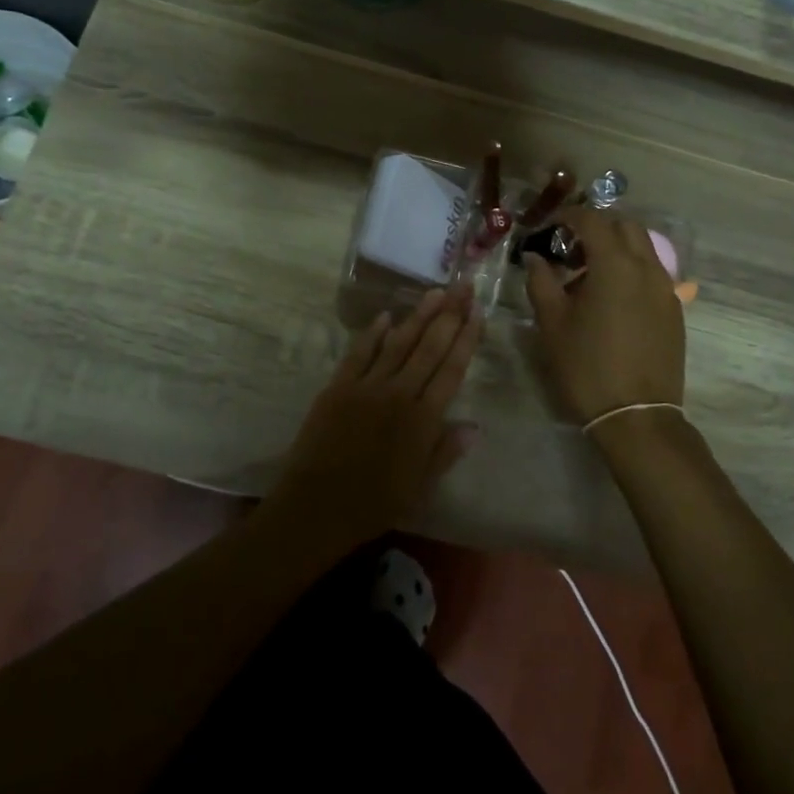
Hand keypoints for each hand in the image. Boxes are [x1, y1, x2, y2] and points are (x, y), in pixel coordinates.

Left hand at [267, 286, 482, 553]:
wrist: (316, 507)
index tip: (477, 313)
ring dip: (419, 316)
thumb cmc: (373, 504)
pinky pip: (359, 353)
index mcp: (423, 420)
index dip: (466, 340)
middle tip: (464, 286)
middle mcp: (399, 394)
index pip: (451, 370)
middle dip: (449, 315)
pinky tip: (387, 316)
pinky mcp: (338, 388)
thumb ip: (445, 452)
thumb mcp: (419, 488)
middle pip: (429, 347)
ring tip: (436, 291)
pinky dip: (373, 333)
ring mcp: (366, 387)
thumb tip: (474, 426)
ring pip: (398, 343)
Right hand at [523, 207, 684, 426]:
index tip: (550, 224)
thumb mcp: (553, 324)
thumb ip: (541, 282)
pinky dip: (632, 268)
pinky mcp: (674, 309)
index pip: (593, 220)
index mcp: (615, 264)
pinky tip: (612, 296)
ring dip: (617, 247)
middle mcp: (647, 267)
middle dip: (598, 226)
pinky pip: (653, 272)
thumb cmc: (587, 366)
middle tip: (570, 245)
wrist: (637, 415)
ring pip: (643, 248)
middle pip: (626, 226)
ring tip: (590, 272)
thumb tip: (535, 258)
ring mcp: (666, 288)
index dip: (569, 215)